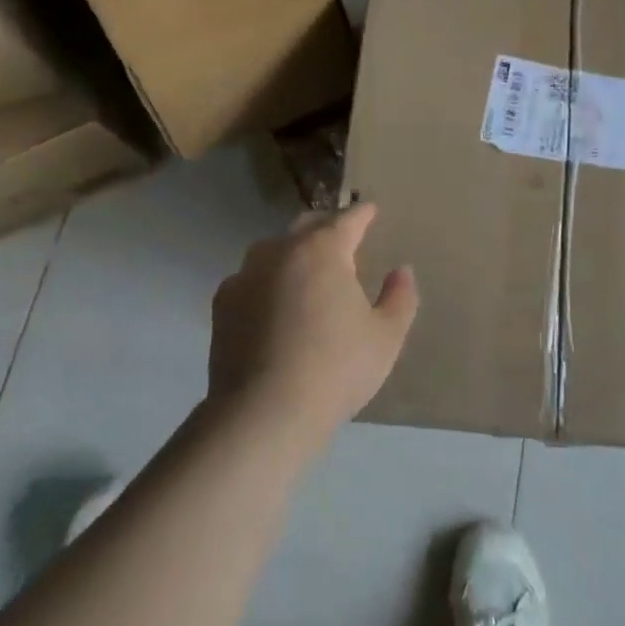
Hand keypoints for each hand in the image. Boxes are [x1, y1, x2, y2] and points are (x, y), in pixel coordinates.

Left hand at [208, 203, 417, 455]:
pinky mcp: (223, 304)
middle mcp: (282, 250)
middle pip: (308, 225)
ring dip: (293, 252)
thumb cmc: (334, 370)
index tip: (371, 210)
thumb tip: (401, 270)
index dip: (363, 213)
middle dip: (327, 227)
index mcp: (324, 249)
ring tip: (306, 271)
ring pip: (274, 248)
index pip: (348, 219)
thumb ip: (400, 297)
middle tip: (342, 239)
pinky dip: (265, 281)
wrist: (262, 415)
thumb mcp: (385, 337)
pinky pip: (250, 279)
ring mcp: (247, 275)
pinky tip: (272, 304)